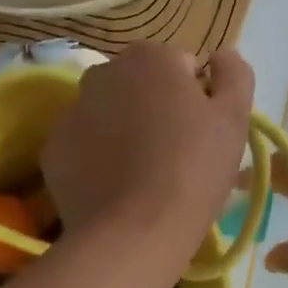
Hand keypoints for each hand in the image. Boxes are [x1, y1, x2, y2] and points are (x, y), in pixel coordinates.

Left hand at [42, 44, 254, 284]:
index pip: (181, 68)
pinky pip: (84, 147)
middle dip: (155, 110)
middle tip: (174, 155)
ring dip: (124, 132)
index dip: (196, 100)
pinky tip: (116, 189)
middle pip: (139, 88)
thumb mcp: (234, 119)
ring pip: (108, 116)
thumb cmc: (193, 170)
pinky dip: (98, 160)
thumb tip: (222, 54)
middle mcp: (102, 73)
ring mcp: (71, 112)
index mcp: (149, 58)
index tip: (201, 134)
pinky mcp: (53, 150)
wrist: (134, 233)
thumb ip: (234, 74)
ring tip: (143, 176)